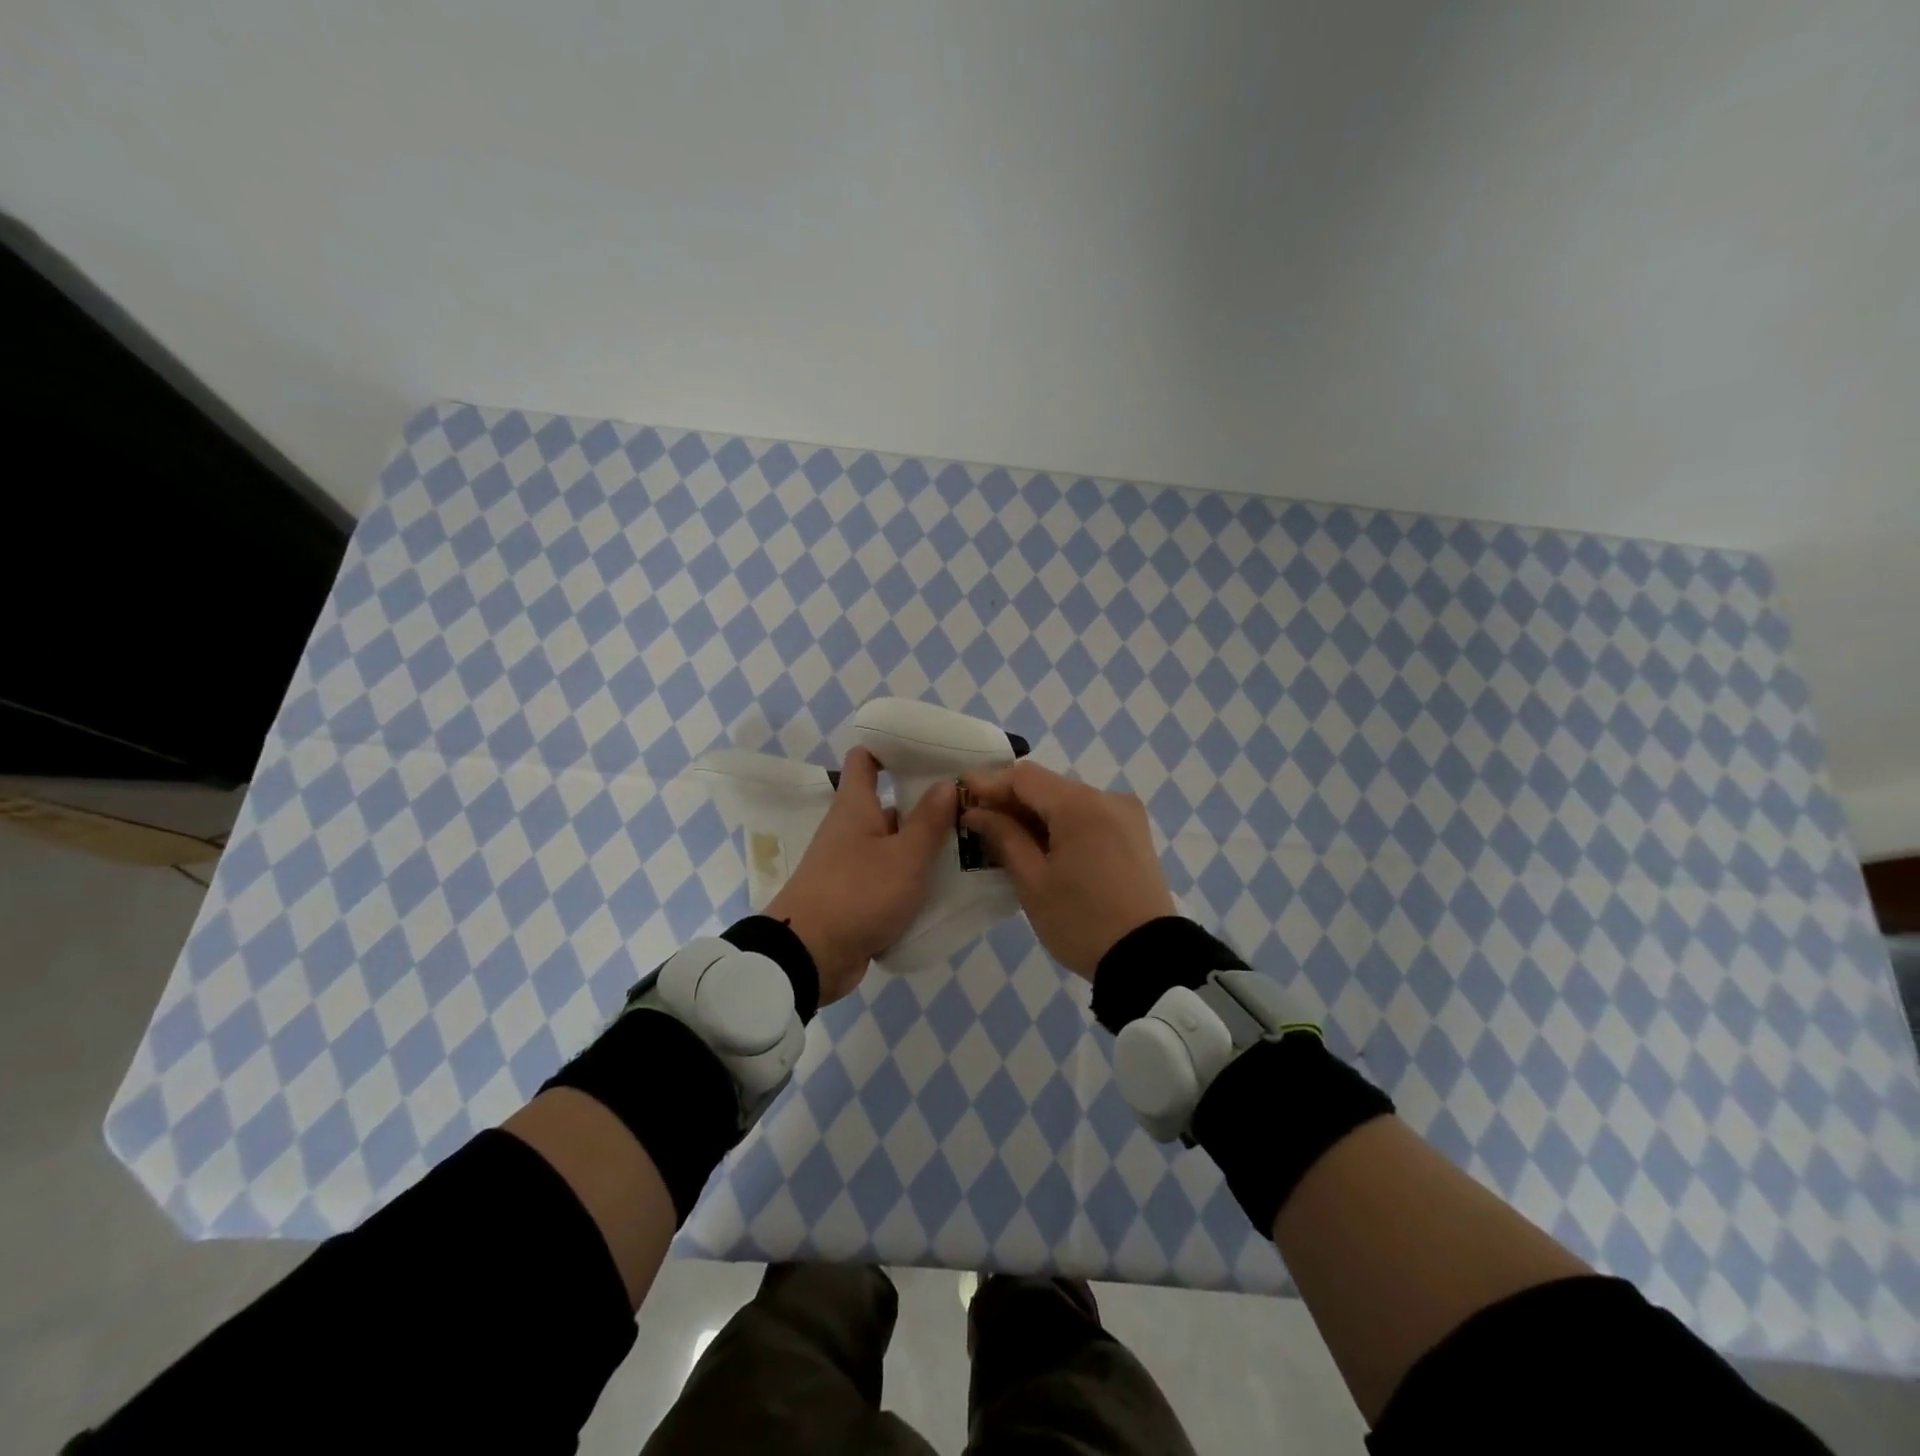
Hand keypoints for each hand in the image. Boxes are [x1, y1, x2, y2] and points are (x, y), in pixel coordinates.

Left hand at [765, 748, 956, 1004]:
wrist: (808, 957)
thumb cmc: (857, 894)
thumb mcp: (904, 857)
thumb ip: (929, 821)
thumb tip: (946, 783)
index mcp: (855, 807)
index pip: (866, 759)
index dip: (892, 748)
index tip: (929, 750)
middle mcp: (850, 829)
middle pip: (889, 805)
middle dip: (926, 805)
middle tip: (971, 807)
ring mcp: (851, 865)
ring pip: (893, 845)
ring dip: (924, 847)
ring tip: (971, 847)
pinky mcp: (855, 897)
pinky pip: (889, 879)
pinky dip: (912, 880)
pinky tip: (948, 887)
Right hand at [959, 760, 1174, 979]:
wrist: (1148, 960)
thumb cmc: (1081, 921)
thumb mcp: (1033, 881)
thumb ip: (1003, 837)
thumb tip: (976, 812)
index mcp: (1080, 804)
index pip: (1024, 777)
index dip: (989, 783)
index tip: (960, 796)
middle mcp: (1107, 797)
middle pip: (1047, 786)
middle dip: (1011, 801)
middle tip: (978, 823)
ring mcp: (1125, 814)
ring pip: (1068, 801)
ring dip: (1036, 814)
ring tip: (1005, 838)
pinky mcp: (1134, 834)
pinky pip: (1088, 816)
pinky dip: (1061, 825)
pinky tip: (1041, 847)